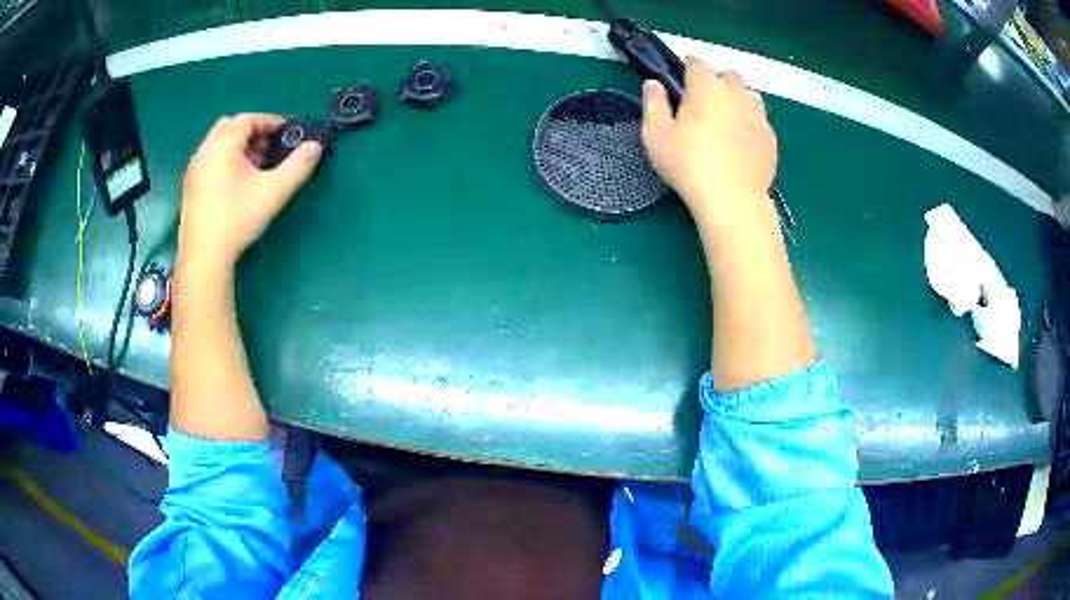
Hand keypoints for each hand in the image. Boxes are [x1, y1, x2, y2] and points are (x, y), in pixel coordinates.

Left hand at [178, 113, 321, 272]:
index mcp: (223, 144)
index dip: (271, 121)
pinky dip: (226, 160)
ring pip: (219, 144)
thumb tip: (315, 146)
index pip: (249, 119)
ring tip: (256, 168)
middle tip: (269, 149)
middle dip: (253, 132)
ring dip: (239, 147)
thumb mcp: (274, 191)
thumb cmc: (237, 218)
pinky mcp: (190, 186)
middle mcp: (205, 150)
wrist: (204, 256)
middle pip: (230, 127)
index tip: (287, 132)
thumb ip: (298, 165)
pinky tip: (236, 184)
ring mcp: (194, 169)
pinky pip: (211, 160)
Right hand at [642, 57, 776, 226]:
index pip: (697, 62)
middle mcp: (736, 93)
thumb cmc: (689, 165)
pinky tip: (741, 142)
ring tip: (725, 120)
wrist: (733, 200)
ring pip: (749, 95)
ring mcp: (758, 115)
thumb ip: (653, 104)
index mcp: (706, 86)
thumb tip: (653, 84)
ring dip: (737, 99)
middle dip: (716, 81)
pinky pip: (760, 120)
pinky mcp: (771, 138)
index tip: (681, 80)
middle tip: (703, 103)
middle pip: (728, 75)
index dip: (687, 68)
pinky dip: (750, 123)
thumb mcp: (656, 135)